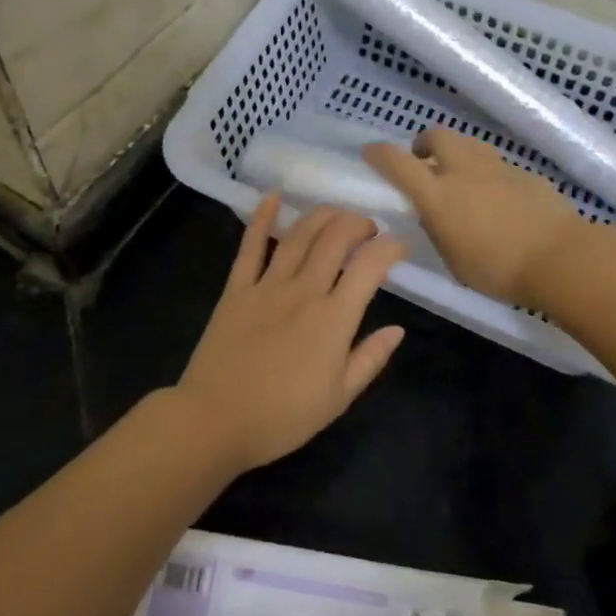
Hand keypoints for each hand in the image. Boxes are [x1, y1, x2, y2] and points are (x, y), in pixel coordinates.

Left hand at [174, 193, 406, 473]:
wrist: (215, 420)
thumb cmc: (282, 417)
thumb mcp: (339, 398)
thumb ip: (370, 359)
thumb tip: (398, 329)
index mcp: (334, 319)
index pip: (369, 266)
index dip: (390, 248)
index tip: (399, 246)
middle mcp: (304, 291)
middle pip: (335, 239)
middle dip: (357, 223)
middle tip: (367, 228)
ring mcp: (267, 286)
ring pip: (299, 235)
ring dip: (321, 215)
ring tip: (336, 212)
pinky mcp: (236, 289)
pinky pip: (251, 246)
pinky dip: (262, 217)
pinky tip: (273, 196)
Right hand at [363, 128, 583, 307]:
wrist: (560, 258)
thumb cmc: (499, 270)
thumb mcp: (454, 261)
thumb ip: (439, 232)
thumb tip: (435, 216)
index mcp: (438, 195)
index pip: (398, 163)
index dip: (379, 153)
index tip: (370, 152)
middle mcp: (464, 172)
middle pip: (437, 136)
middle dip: (424, 143)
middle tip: (424, 161)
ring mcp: (497, 168)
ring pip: (469, 143)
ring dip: (456, 152)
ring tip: (460, 175)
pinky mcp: (524, 174)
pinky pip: (497, 164)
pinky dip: (487, 172)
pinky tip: (498, 197)